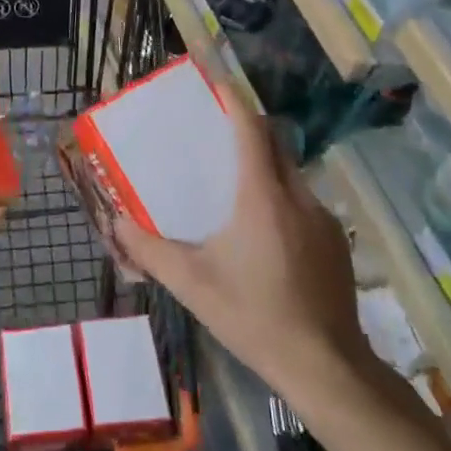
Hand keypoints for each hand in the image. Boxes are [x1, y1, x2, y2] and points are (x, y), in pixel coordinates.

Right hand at [112, 86, 368, 393]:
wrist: (326, 367)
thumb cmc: (254, 317)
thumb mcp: (192, 284)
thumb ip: (149, 250)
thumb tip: (115, 223)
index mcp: (262, 196)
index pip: (252, 128)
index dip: (235, 100)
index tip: (216, 83)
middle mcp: (297, 196)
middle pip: (274, 144)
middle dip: (247, 130)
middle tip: (215, 134)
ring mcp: (323, 219)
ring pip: (290, 174)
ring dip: (264, 167)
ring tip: (234, 187)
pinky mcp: (335, 242)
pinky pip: (303, 202)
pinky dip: (280, 198)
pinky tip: (263, 234)